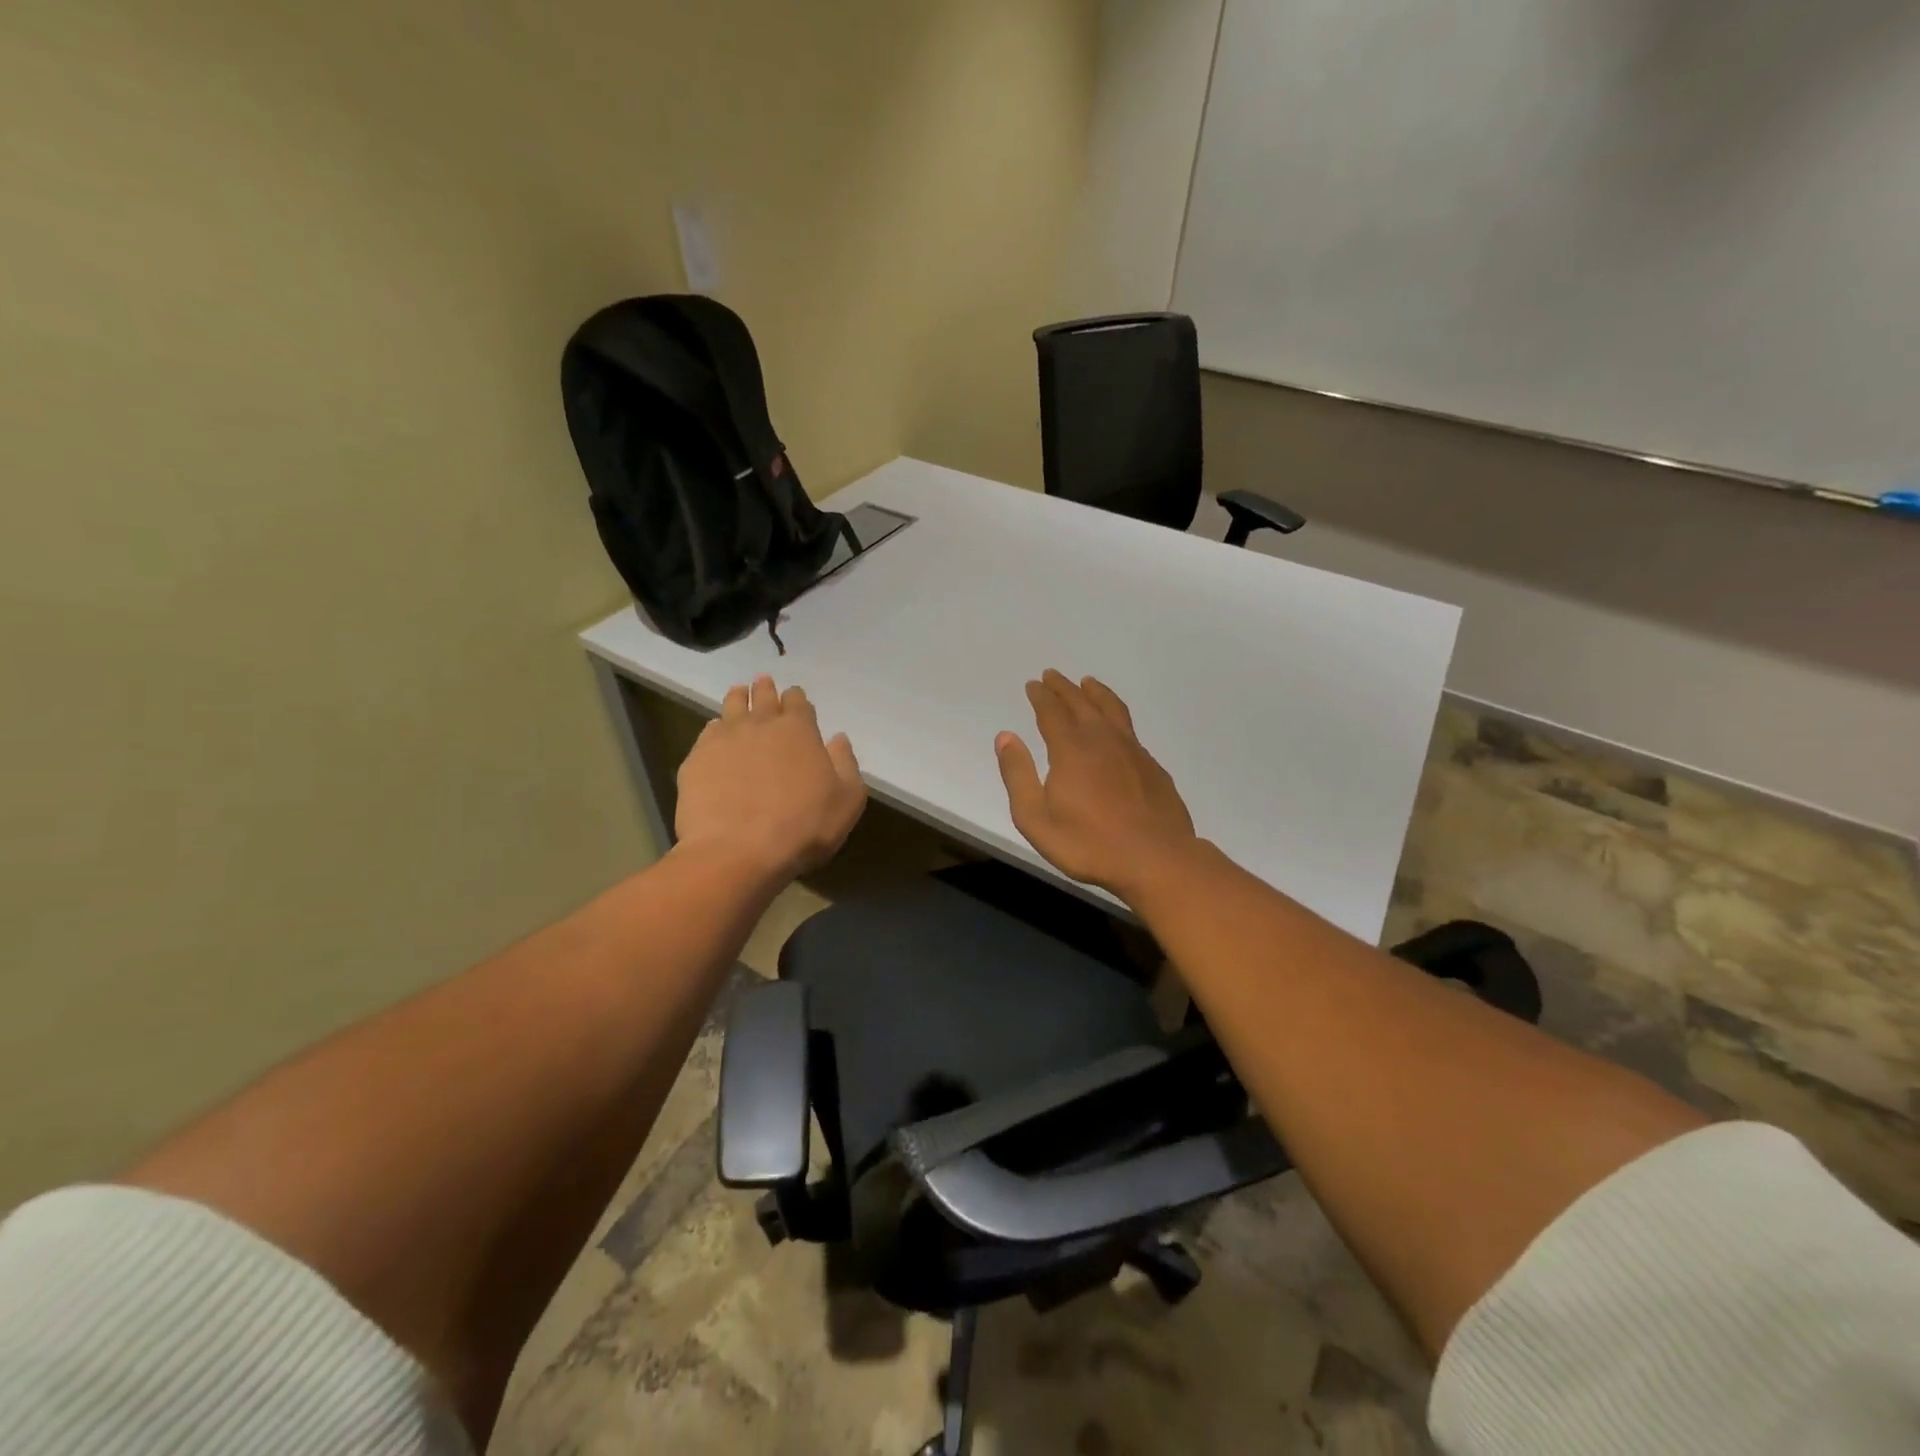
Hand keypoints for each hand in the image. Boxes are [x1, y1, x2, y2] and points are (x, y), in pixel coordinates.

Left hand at [675, 676, 866, 882]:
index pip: (797, 701)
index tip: (795, 698)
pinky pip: (707, 733)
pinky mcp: (696, 759)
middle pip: (763, 696)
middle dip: (766, 690)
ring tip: (739, 694)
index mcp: (798, 729)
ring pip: (731, 706)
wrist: (738, 851)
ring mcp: (724, 739)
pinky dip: (714, 728)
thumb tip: (838, 739)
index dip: (797, 698)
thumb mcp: (847, 800)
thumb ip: (845, 764)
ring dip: (738, 698)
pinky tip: (715, 733)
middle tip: (763, 683)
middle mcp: (760, 724)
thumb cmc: (803, 827)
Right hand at [994, 670, 1199, 900]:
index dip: (1041, 697)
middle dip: (1063, 688)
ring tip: (1087, 682)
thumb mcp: (1036, 819)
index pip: (1052, 712)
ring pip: (1111, 709)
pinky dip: (1116, 714)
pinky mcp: (1152, 765)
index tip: (1033, 684)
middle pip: (1081, 702)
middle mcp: (1102, 739)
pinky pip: (1129, 727)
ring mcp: (1132, 750)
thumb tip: (1005, 737)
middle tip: (1052, 676)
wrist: (1156, 858)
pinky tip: (1116, 724)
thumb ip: (1018, 776)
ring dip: (1095, 692)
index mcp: (1071, 749)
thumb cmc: (1089, 844)